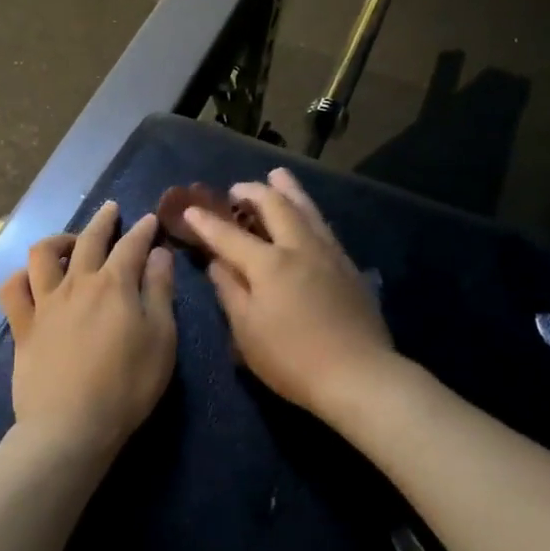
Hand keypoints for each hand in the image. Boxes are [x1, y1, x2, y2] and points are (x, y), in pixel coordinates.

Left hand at [0, 202, 176, 456]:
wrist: (71, 425)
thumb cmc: (127, 385)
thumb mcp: (161, 338)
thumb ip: (160, 292)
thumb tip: (159, 254)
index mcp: (115, 284)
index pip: (131, 245)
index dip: (143, 230)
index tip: (150, 220)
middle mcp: (77, 283)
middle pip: (88, 239)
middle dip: (102, 220)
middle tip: (111, 209)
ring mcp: (45, 303)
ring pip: (43, 254)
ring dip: (58, 240)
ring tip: (69, 242)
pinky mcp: (22, 326)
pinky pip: (13, 289)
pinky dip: (21, 276)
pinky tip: (30, 278)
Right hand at [183, 169, 394, 425]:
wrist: (359, 375)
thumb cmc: (292, 359)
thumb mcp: (247, 331)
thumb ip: (230, 291)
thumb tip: (217, 262)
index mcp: (268, 264)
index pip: (229, 235)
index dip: (207, 222)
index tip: (190, 209)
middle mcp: (299, 248)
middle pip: (275, 206)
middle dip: (252, 192)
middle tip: (237, 189)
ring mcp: (329, 253)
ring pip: (306, 209)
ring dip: (288, 190)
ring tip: (278, 176)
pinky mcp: (349, 266)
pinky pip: (324, 226)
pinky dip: (309, 212)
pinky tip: (308, 215)